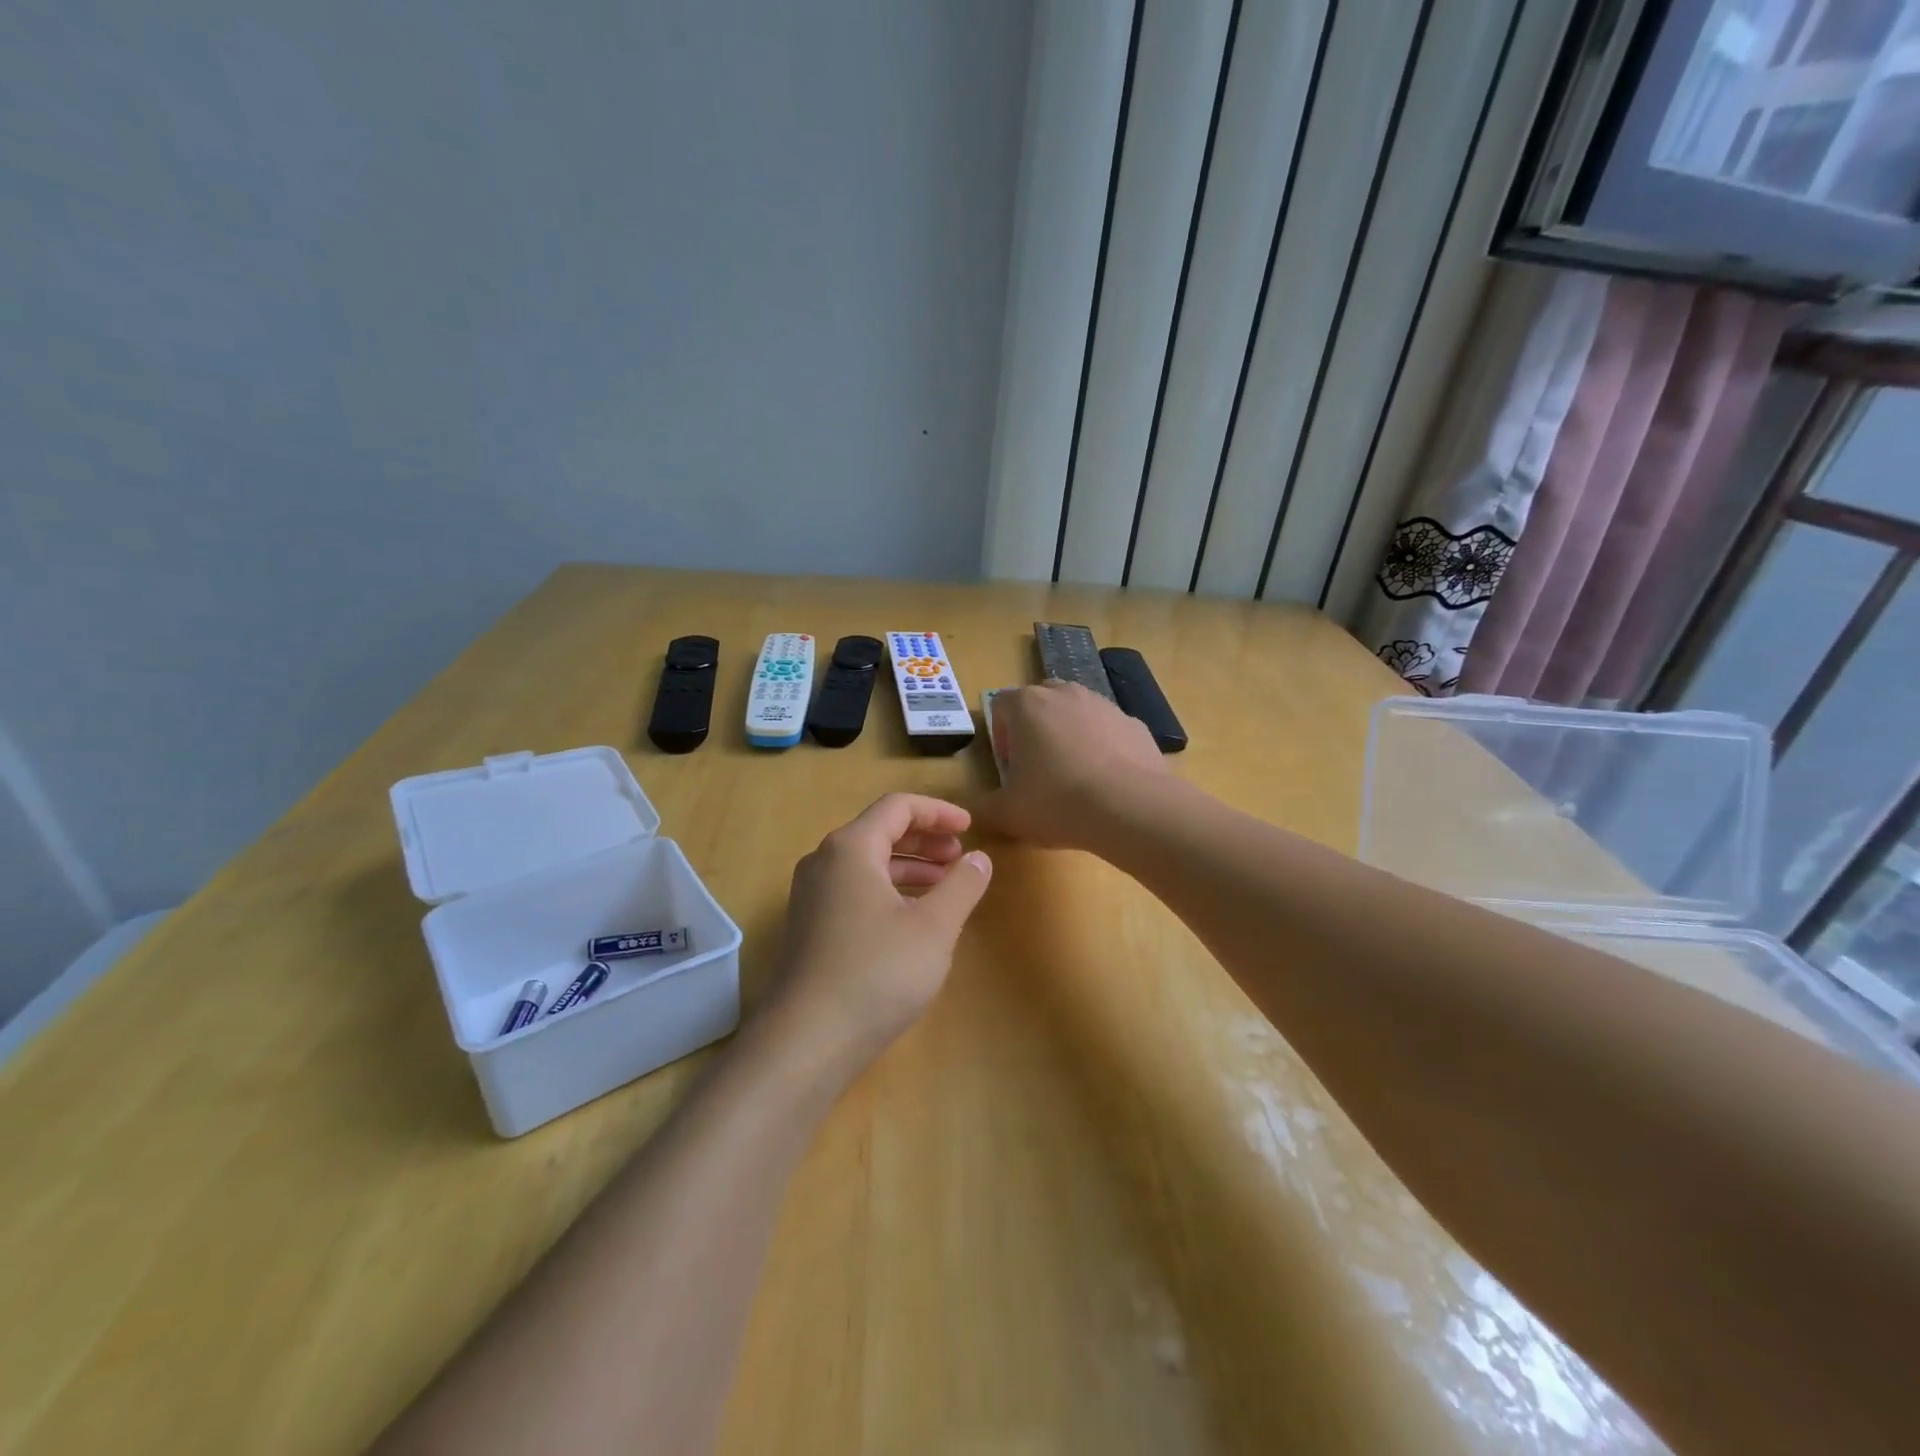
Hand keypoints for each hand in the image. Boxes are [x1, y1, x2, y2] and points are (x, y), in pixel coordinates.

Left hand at [761, 794, 992, 1077]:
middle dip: (925, 839)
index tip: (971, 828)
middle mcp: (824, 861)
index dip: (939, 812)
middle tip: (961, 856)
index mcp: (851, 848)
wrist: (805, 1041)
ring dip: (909, 867)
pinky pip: (854, 890)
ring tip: (945, 885)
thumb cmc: (876, 973)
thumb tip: (979, 858)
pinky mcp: (809, 927)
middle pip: (880, 831)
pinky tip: (912, 918)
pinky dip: (888, 890)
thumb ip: (962, 886)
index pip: (898, 807)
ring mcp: (811, 895)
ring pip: (867, 863)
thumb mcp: (934, 928)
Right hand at [977, 681, 1169, 849]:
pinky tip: (1106, 782)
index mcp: (1027, 705)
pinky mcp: (1134, 723)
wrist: (1130, 808)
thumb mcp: (1008, 814)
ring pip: (1076, 712)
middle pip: (1040, 701)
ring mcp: (1104, 705)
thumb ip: (983, 808)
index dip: (999, 734)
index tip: (1009, 765)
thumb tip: (974, 811)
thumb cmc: (1057, 803)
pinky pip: (1108, 730)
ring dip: (1069, 735)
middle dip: (1034, 728)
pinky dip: (1103, 748)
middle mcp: (1065, 694)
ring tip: (1074, 776)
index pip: (1000, 704)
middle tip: (1037, 767)